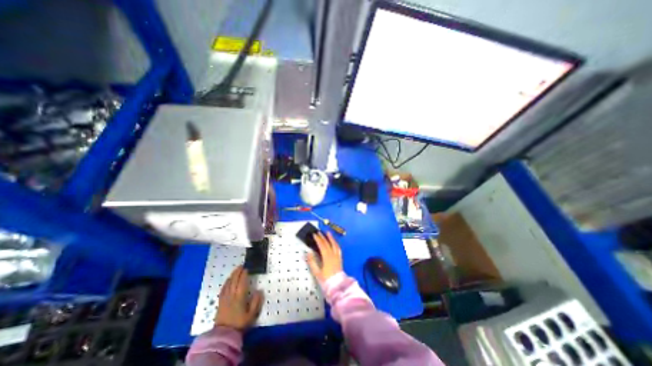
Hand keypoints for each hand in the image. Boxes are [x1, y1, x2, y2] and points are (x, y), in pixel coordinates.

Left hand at [216, 265, 263, 331]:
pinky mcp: (220, 302)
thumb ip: (256, 302)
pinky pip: (223, 289)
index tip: (247, 268)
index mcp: (240, 297)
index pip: (242, 282)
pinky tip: (228, 280)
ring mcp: (225, 298)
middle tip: (241, 266)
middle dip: (237, 272)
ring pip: (228, 284)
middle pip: (234, 281)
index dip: (244, 275)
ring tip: (235, 270)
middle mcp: (231, 295)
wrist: (224, 335)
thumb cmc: (240, 324)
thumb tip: (259, 291)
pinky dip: (226, 282)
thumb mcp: (252, 314)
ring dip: (232, 275)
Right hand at [307, 232, 342, 282]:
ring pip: (334, 244)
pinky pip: (338, 249)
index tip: (314, 235)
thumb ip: (312, 262)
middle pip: (328, 244)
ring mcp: (337, 256)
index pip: (322, 245)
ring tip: (328, 233)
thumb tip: (308, 253)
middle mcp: (333, 255)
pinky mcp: (340, 259)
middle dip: (323, 237)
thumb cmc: (326, 280)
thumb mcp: (317, 272)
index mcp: (327, 257)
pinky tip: (334, 242)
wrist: (337, 286)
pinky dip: (336, 244)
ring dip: (331, 238)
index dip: (318, 239)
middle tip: (319, 232)